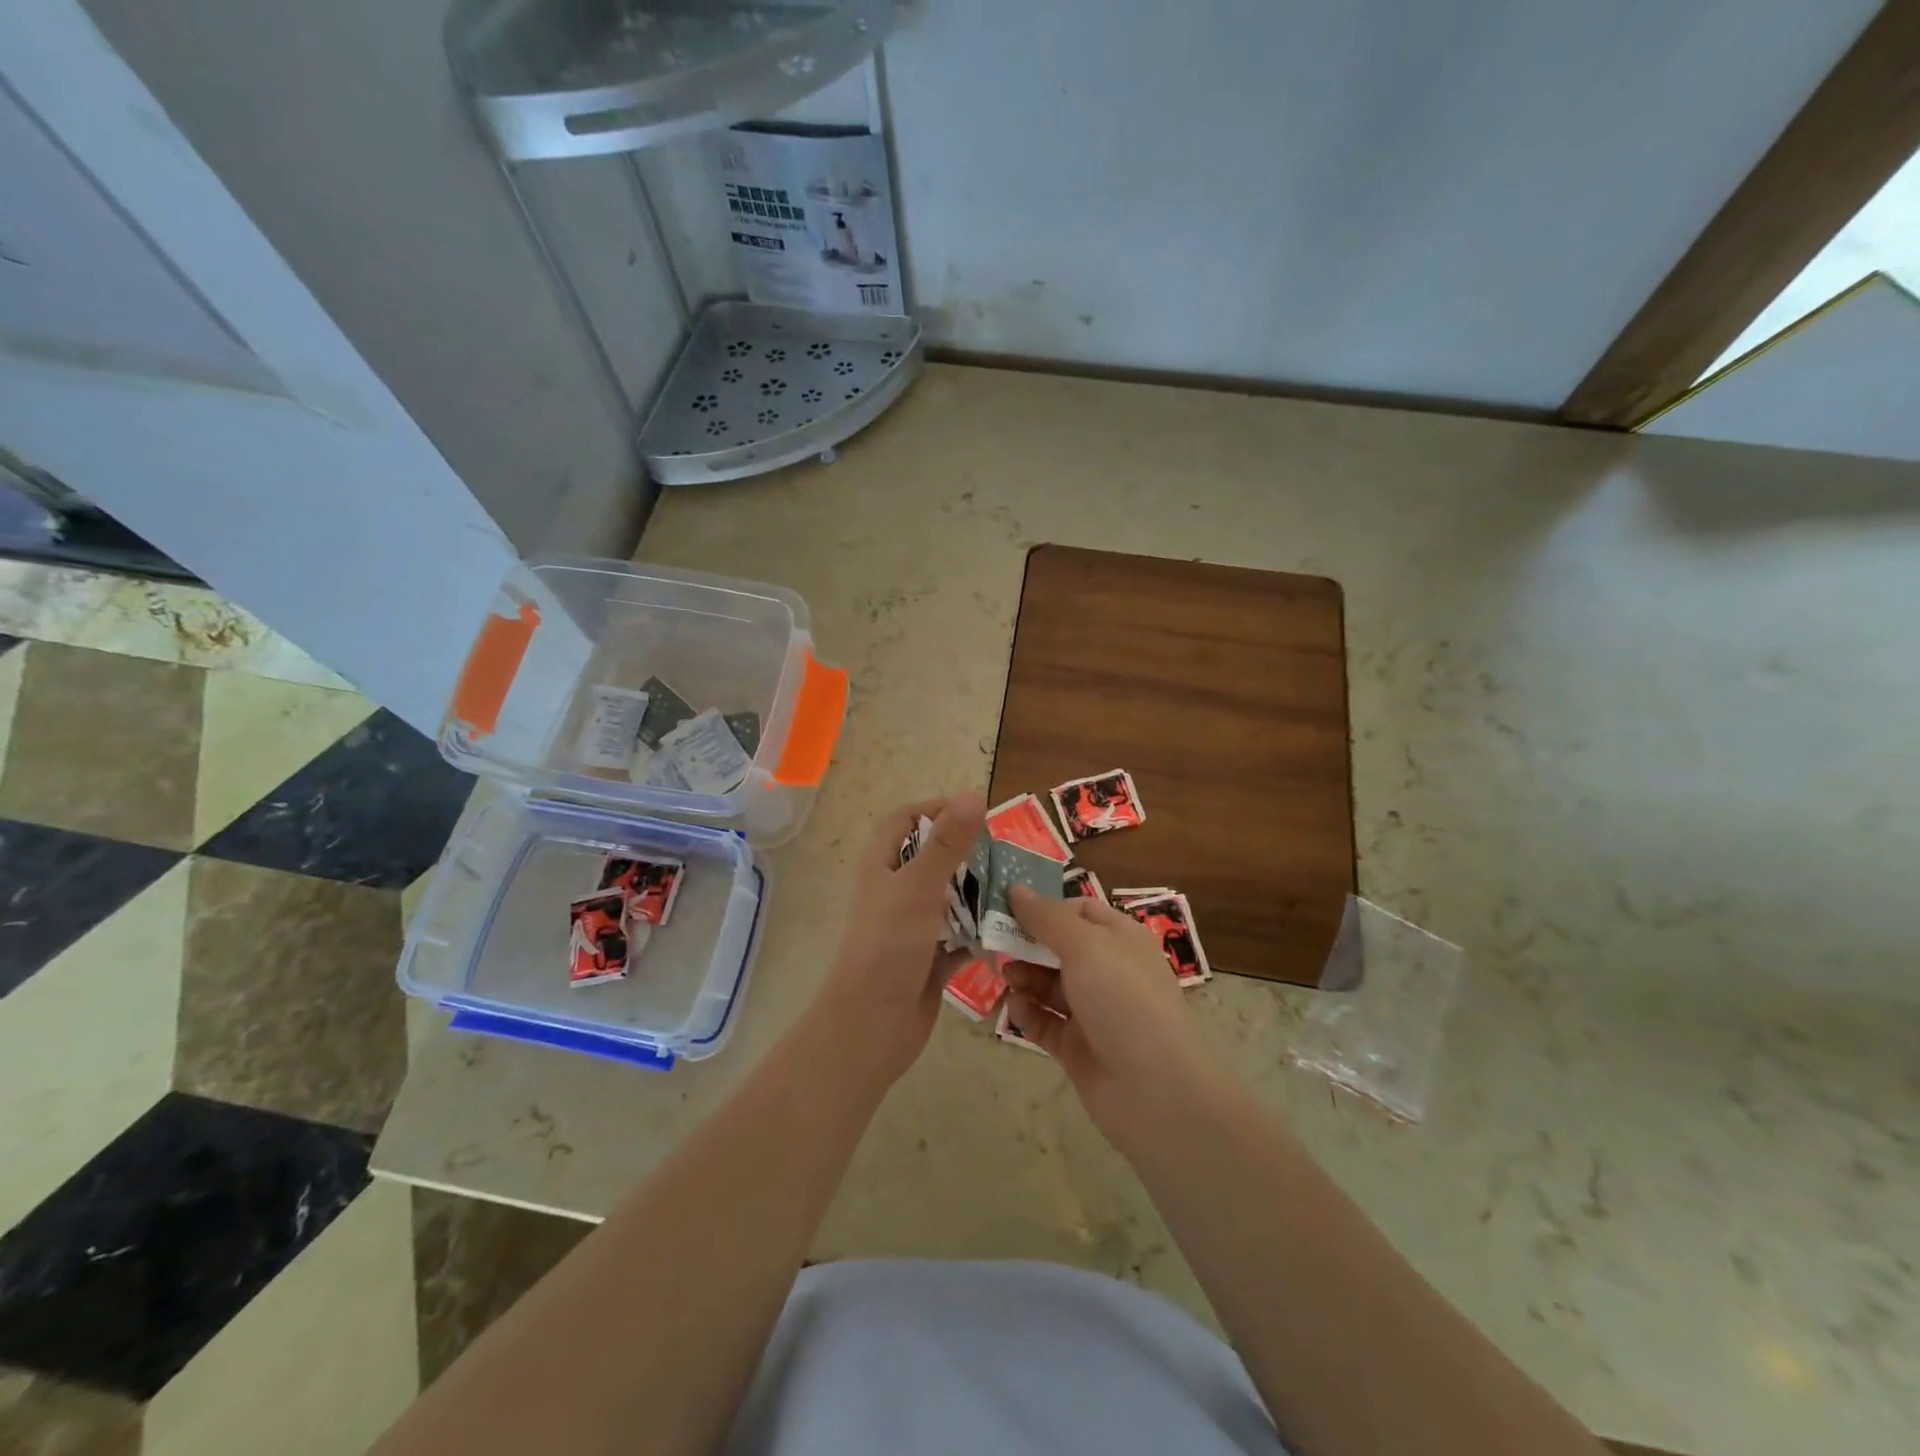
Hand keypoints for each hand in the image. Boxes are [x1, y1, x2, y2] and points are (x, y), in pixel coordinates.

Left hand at [819, 792, 986, 1088]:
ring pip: (951, 898)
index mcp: (883, 865)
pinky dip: (981, 933)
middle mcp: (895, 890)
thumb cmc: (889, 945)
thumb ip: (948, 842)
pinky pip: (961, 936)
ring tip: (1017, 889)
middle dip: (969, 854)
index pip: (906, 819)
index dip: (937, 809)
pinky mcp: (930, 958)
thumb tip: (974, 793)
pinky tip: (1011, 931)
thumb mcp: (919, 886)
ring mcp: (912, 926)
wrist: (872, 1025)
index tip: (977, 813)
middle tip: (1008, 854)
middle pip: (934, 858)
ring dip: (980, 894)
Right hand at [1005, 887, 1220, 1144]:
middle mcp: (1108, 970)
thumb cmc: (1122, 1000)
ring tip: (1004, 976)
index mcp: (1120, 939)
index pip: (1079, 910)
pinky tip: (1014, 1007)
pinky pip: (1045, 1022)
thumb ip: (1047, 917)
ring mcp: (1093, 1011)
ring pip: (1049, 984)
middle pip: (1059, 947)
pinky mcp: (1077, 1046)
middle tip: (992, 940)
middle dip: (1027, 943)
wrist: (1153, 1089)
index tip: (1006, 906)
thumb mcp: (1085, 946)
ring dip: (1024, 977)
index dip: (1045, 906)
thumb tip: (1016, 888)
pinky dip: (1028, 1012)